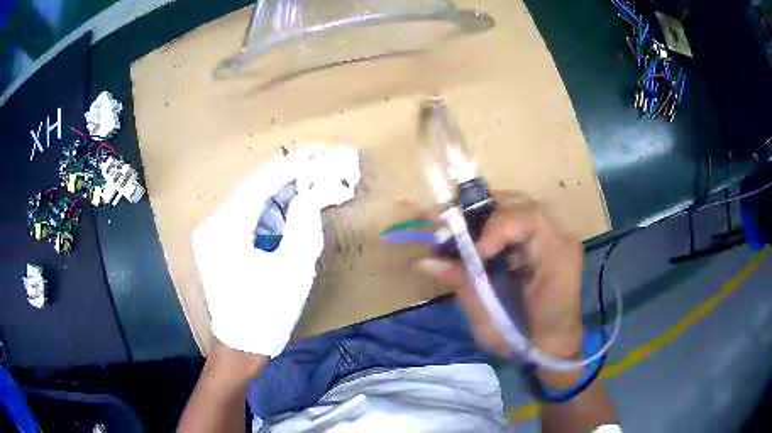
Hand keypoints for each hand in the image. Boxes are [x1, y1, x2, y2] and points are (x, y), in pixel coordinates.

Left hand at [192, 145, 359, 356]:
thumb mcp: (292, 268)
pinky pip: (247, 220)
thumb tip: (312, 193)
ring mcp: (213, 235)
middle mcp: (214, 225)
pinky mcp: (219, 246)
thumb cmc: (267, 312)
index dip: (291, 167)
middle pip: (254, 190)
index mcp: (226, 228)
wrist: (241, 346)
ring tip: (309, 189)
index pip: (261, 184)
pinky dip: (270, 214)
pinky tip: (290, 215)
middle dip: (288, 178)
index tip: (317, 153)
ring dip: (280, 196)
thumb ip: (303, 224)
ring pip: (250, 204)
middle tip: (318, 166)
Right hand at [415, 193, 583, 359]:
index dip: (497, 227)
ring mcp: (555, 239)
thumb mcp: (492, 320)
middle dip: (483, 212)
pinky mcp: (545, 243)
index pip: (530, 220)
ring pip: (518, 209)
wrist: (553, 346)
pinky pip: (518, 223)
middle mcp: (561, 241)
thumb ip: (464, 286)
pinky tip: (474, 238)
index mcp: (558, 259)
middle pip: (522, 205)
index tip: (473, 250)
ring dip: (485, 216)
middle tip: (449, 223)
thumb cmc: (527, 339)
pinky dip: (493, 227)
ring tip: (455, 227)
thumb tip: (425, 262)